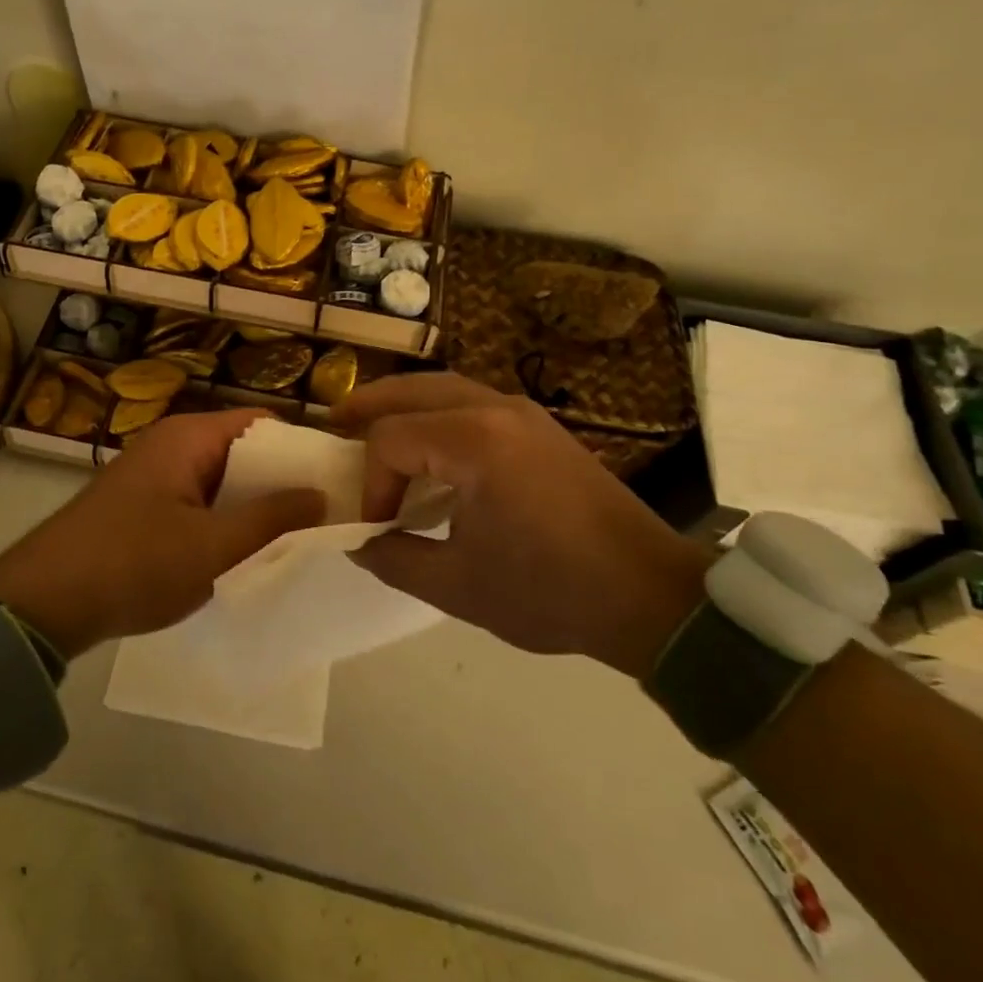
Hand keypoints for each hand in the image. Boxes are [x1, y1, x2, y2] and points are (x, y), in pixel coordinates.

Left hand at [0, 409, 324, 658]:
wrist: (42, 603)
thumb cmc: (134, 563)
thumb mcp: (213, 546)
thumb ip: (272, 519)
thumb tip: (322, 494)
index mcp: (189, 436)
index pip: (263, 424)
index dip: (301, 448)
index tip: (337, 480)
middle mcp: (172, 445)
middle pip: (243, 453)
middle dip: (281, 483)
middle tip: (325, 517)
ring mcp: (155, 477)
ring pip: (221, 483)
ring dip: (253, 508)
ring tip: (297, 538)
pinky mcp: (143, 507)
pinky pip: (198, 504)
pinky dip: (223, 522)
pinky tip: (246, 553)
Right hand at [331, 374, 711, 677]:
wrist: (649, 594)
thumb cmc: (550, 591)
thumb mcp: (458, 587)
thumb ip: (395, 559)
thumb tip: (360, 541)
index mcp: (473, 442)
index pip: (391, 440)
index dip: (371, 483)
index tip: (375, 527)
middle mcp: (495, 409)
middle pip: (412, 390)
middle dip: (368, 406)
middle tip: (333, 424)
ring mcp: (523, 412)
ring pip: (443, 387)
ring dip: (403, 403)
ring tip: (370, 424)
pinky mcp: (540, 426)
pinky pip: (471, 401)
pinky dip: (436, 411)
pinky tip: (429, 445)